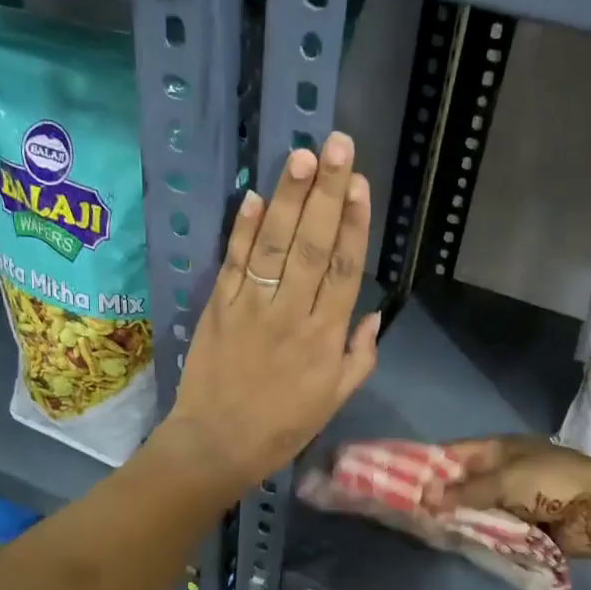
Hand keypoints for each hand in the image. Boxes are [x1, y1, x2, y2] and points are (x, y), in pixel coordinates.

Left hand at [164, 132, 379, 489]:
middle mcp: (291, 313)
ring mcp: (251, 307)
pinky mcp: (219, 307)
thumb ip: (359, 355)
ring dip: (288, 198)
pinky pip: (234, 262)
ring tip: (302, 156)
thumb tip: (372, 312)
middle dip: (326, 192)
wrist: (218, 443)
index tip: (360, 183)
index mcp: (325, 337)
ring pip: (274, 245)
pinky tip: (254, 195)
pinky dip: (243, 229)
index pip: (344, 269)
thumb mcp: (335, 400)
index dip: (353, 223)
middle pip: (312, 245)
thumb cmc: (283, 426)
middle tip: (337, 146)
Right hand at [426, 436, 590, 561]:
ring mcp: (519, 498)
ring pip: (480, 507)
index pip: (458, 452)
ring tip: (433, 531)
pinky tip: (462, 543)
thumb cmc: (554, 483)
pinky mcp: (529, 524)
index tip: (405, 480)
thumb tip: (425, 498)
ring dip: (463, 518)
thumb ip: (465, 491)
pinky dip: (483, 534)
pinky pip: (497, 528)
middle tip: (414, 513)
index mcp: (503, 448)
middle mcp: (508, 469)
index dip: (433, 465)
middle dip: (445, 496)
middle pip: (467, 482)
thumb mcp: (505, 481)